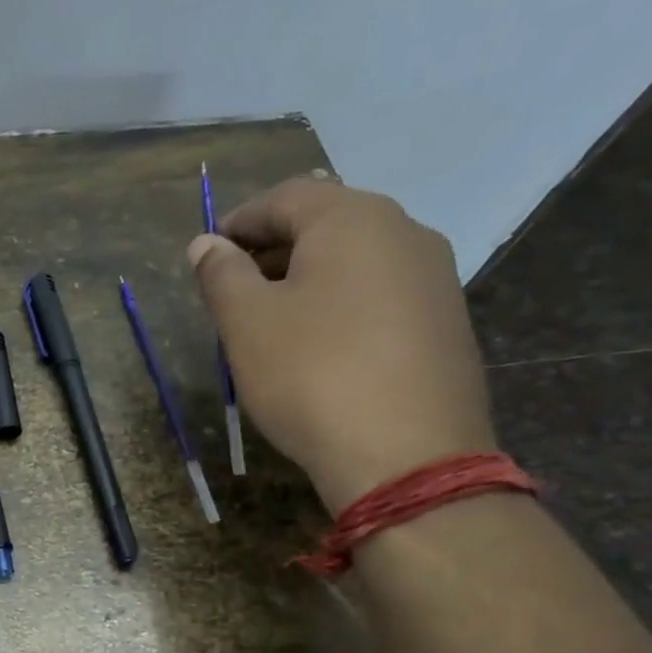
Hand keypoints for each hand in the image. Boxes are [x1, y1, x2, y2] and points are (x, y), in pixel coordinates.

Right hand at [189, 176, 495, 512]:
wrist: (407, 456)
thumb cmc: (311, 375)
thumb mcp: (246, 323)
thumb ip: (221, 274)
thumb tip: (206, 244)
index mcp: (353, 219)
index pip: (285, 197)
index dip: (239, 222)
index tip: (208, 256)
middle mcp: (404, 231)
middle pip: (325, 222)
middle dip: (271, 249)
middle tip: (232, 289)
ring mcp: (434, 276)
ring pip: (355, 258)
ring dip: (305, 276)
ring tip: (269, 319)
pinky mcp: (446, 320)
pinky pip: (380, 292)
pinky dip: (340, 302)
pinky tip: (318, 344)